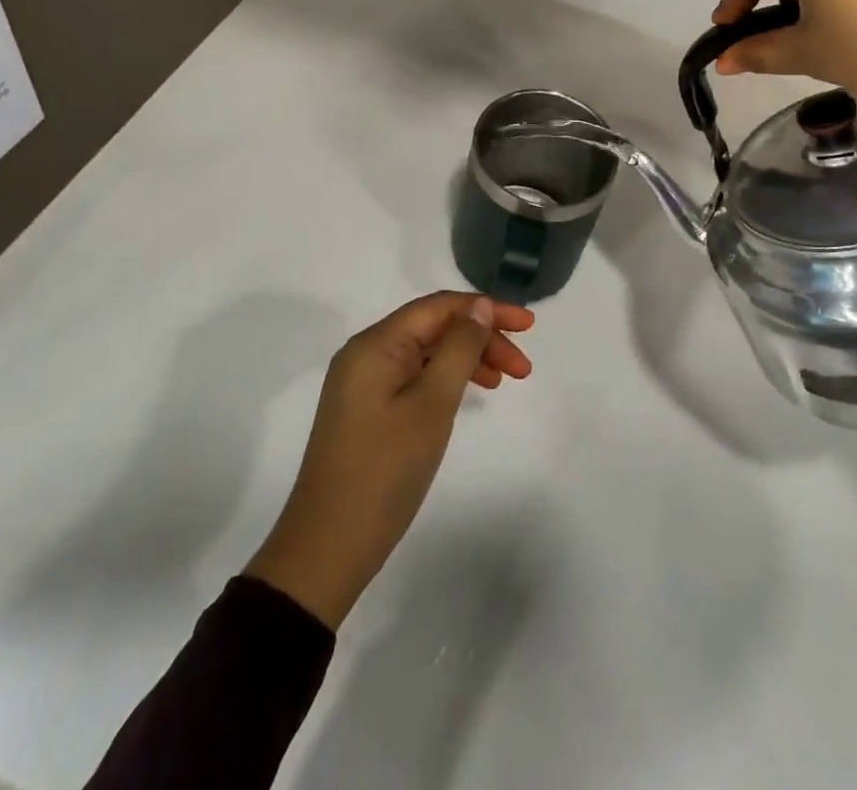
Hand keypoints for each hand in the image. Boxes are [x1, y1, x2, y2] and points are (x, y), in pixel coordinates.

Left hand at [245, 292, 533, 628]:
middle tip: (523, 367)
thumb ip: (460, 348)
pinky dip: (446, 379)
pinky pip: (413, 376)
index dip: (487, 309)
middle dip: (481, 338)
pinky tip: (469, 395)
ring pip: (426, 353)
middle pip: (434, 328)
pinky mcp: (365, 409)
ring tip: (504, 380)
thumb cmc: (385, 471)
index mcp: (376, 344)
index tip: (529, 325)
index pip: (439, 307)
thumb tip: (480, 306)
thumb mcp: (432, 405)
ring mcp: (363, 383)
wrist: (327, 549)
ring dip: (468, 359)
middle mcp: (366, 353)